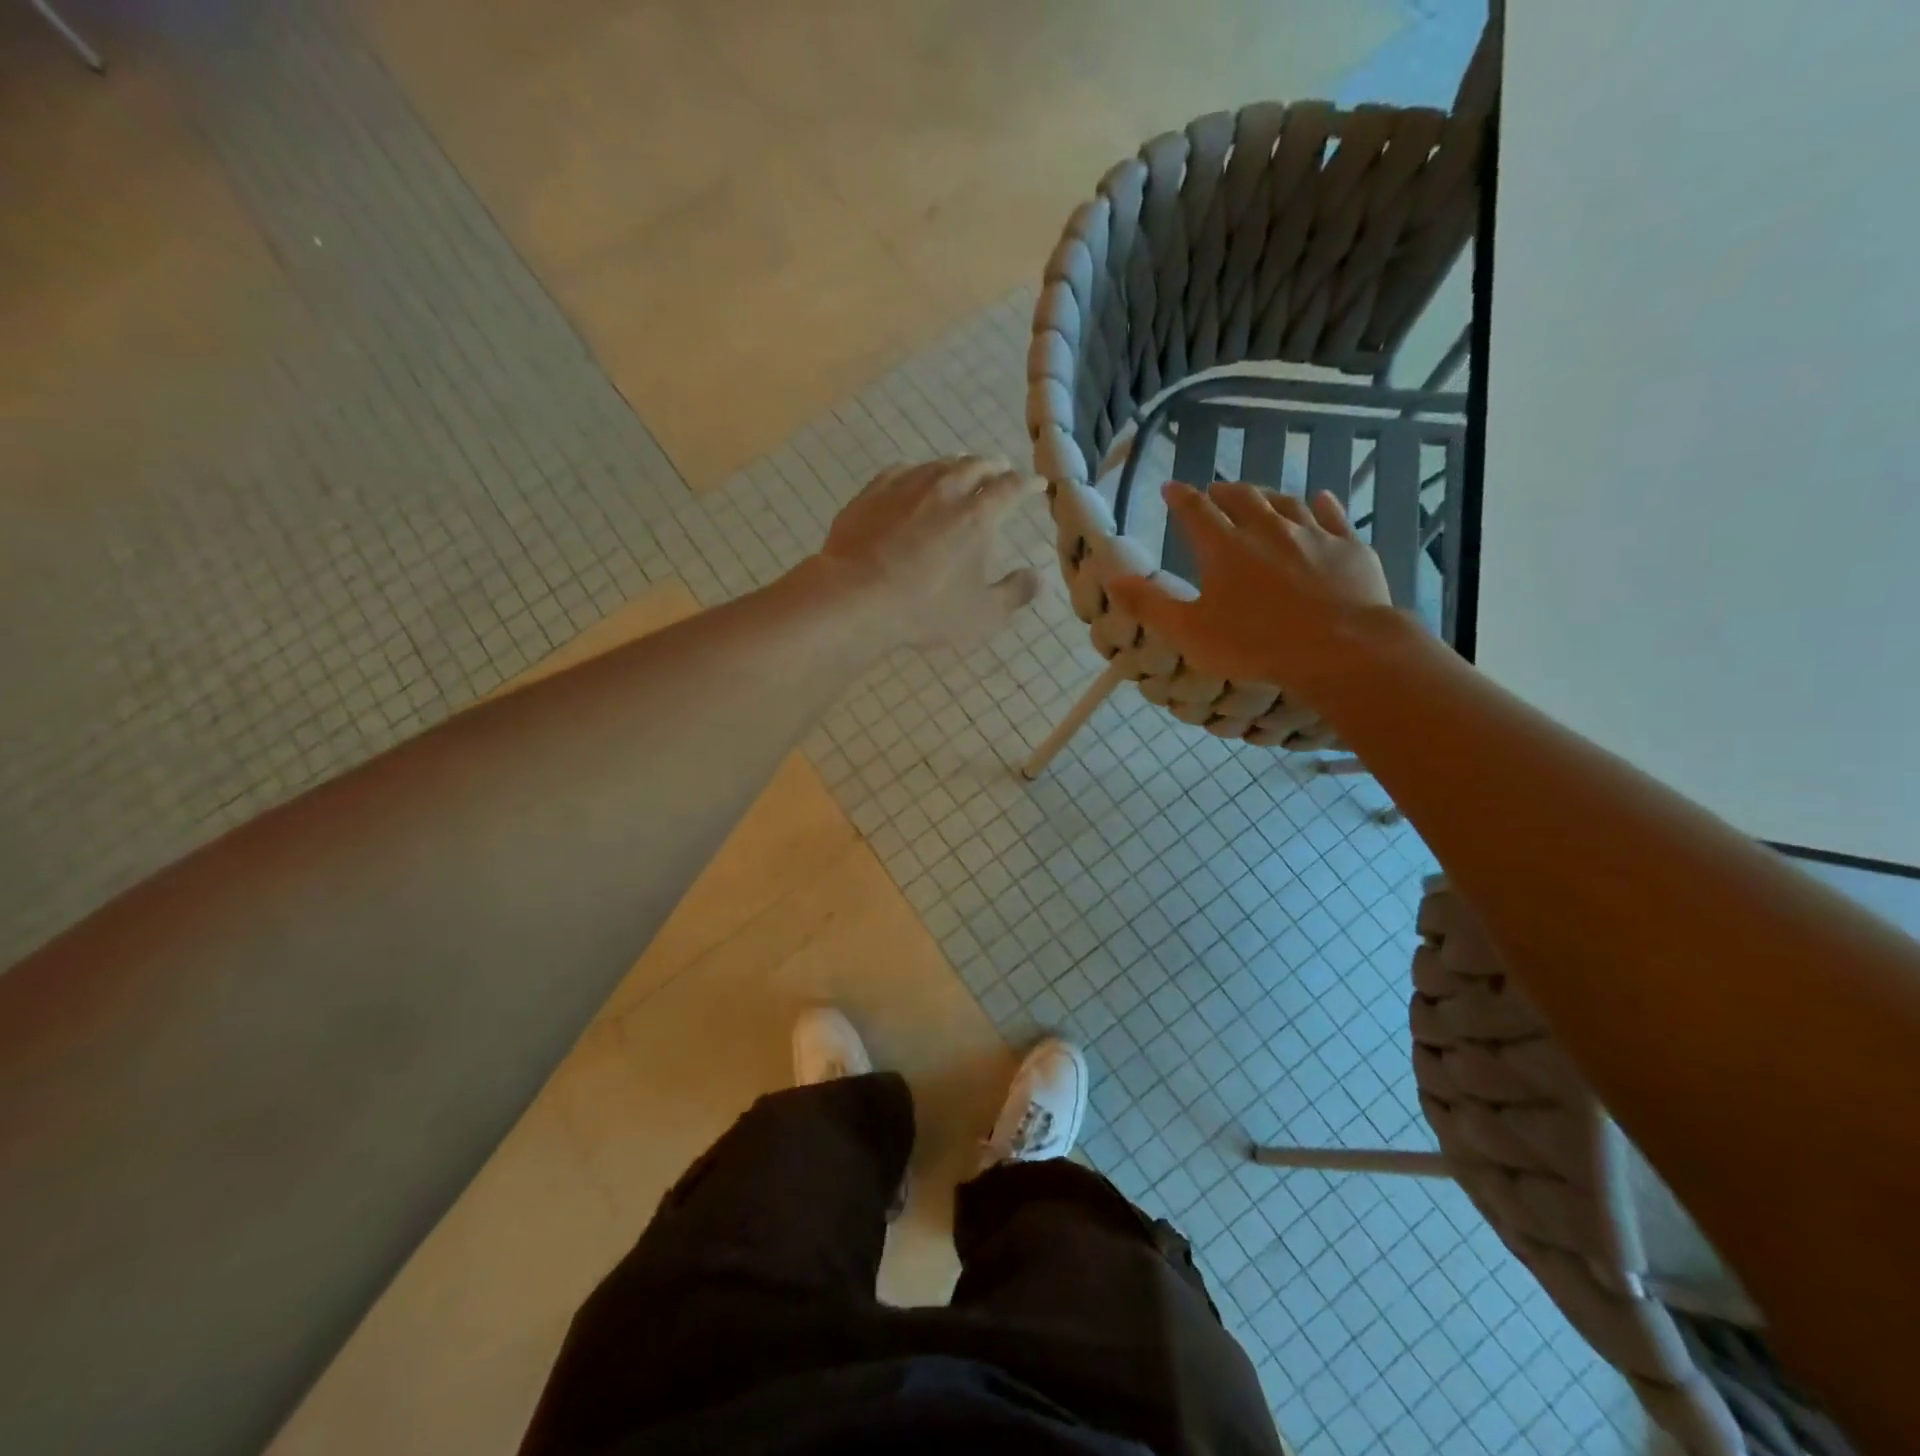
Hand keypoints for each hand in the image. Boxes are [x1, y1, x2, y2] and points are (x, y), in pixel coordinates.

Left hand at [818, 457, 1041, 650]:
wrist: (855, 597)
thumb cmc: (926, 609)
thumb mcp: (982, 614)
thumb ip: (1015, 594)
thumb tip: (1037, 577)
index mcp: (977, 515)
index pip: (1011, 488)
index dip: (1028, 484)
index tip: (1037, 484)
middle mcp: (944, 490)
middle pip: (975, 465)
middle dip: (993, 466)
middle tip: (1001, 469)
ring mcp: (904, 487)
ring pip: (938, 464)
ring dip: (957, 465)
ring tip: (962, 469)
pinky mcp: (871, 494)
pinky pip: (900, 471)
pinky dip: (917, 471)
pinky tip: (913, 477)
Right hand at [1110, 481, 1393, 694]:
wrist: (1341, 648)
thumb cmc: (1256, 644)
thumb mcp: (1190, 632)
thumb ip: (1150, 605)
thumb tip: (1112, 578)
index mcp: (1224, 548)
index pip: (1196, 511)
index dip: (1181, 497)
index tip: (1171, 487)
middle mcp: (1267, 529)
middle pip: (1242, 498)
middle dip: (1224, 492)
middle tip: (1215, 491)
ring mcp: (1312, 534)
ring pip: (1286, 502)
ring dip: (1268, 496)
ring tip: (1259, 497)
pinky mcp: (1348, 546)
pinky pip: (1333, 516)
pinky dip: (1323, 504)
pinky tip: (1321, 499)